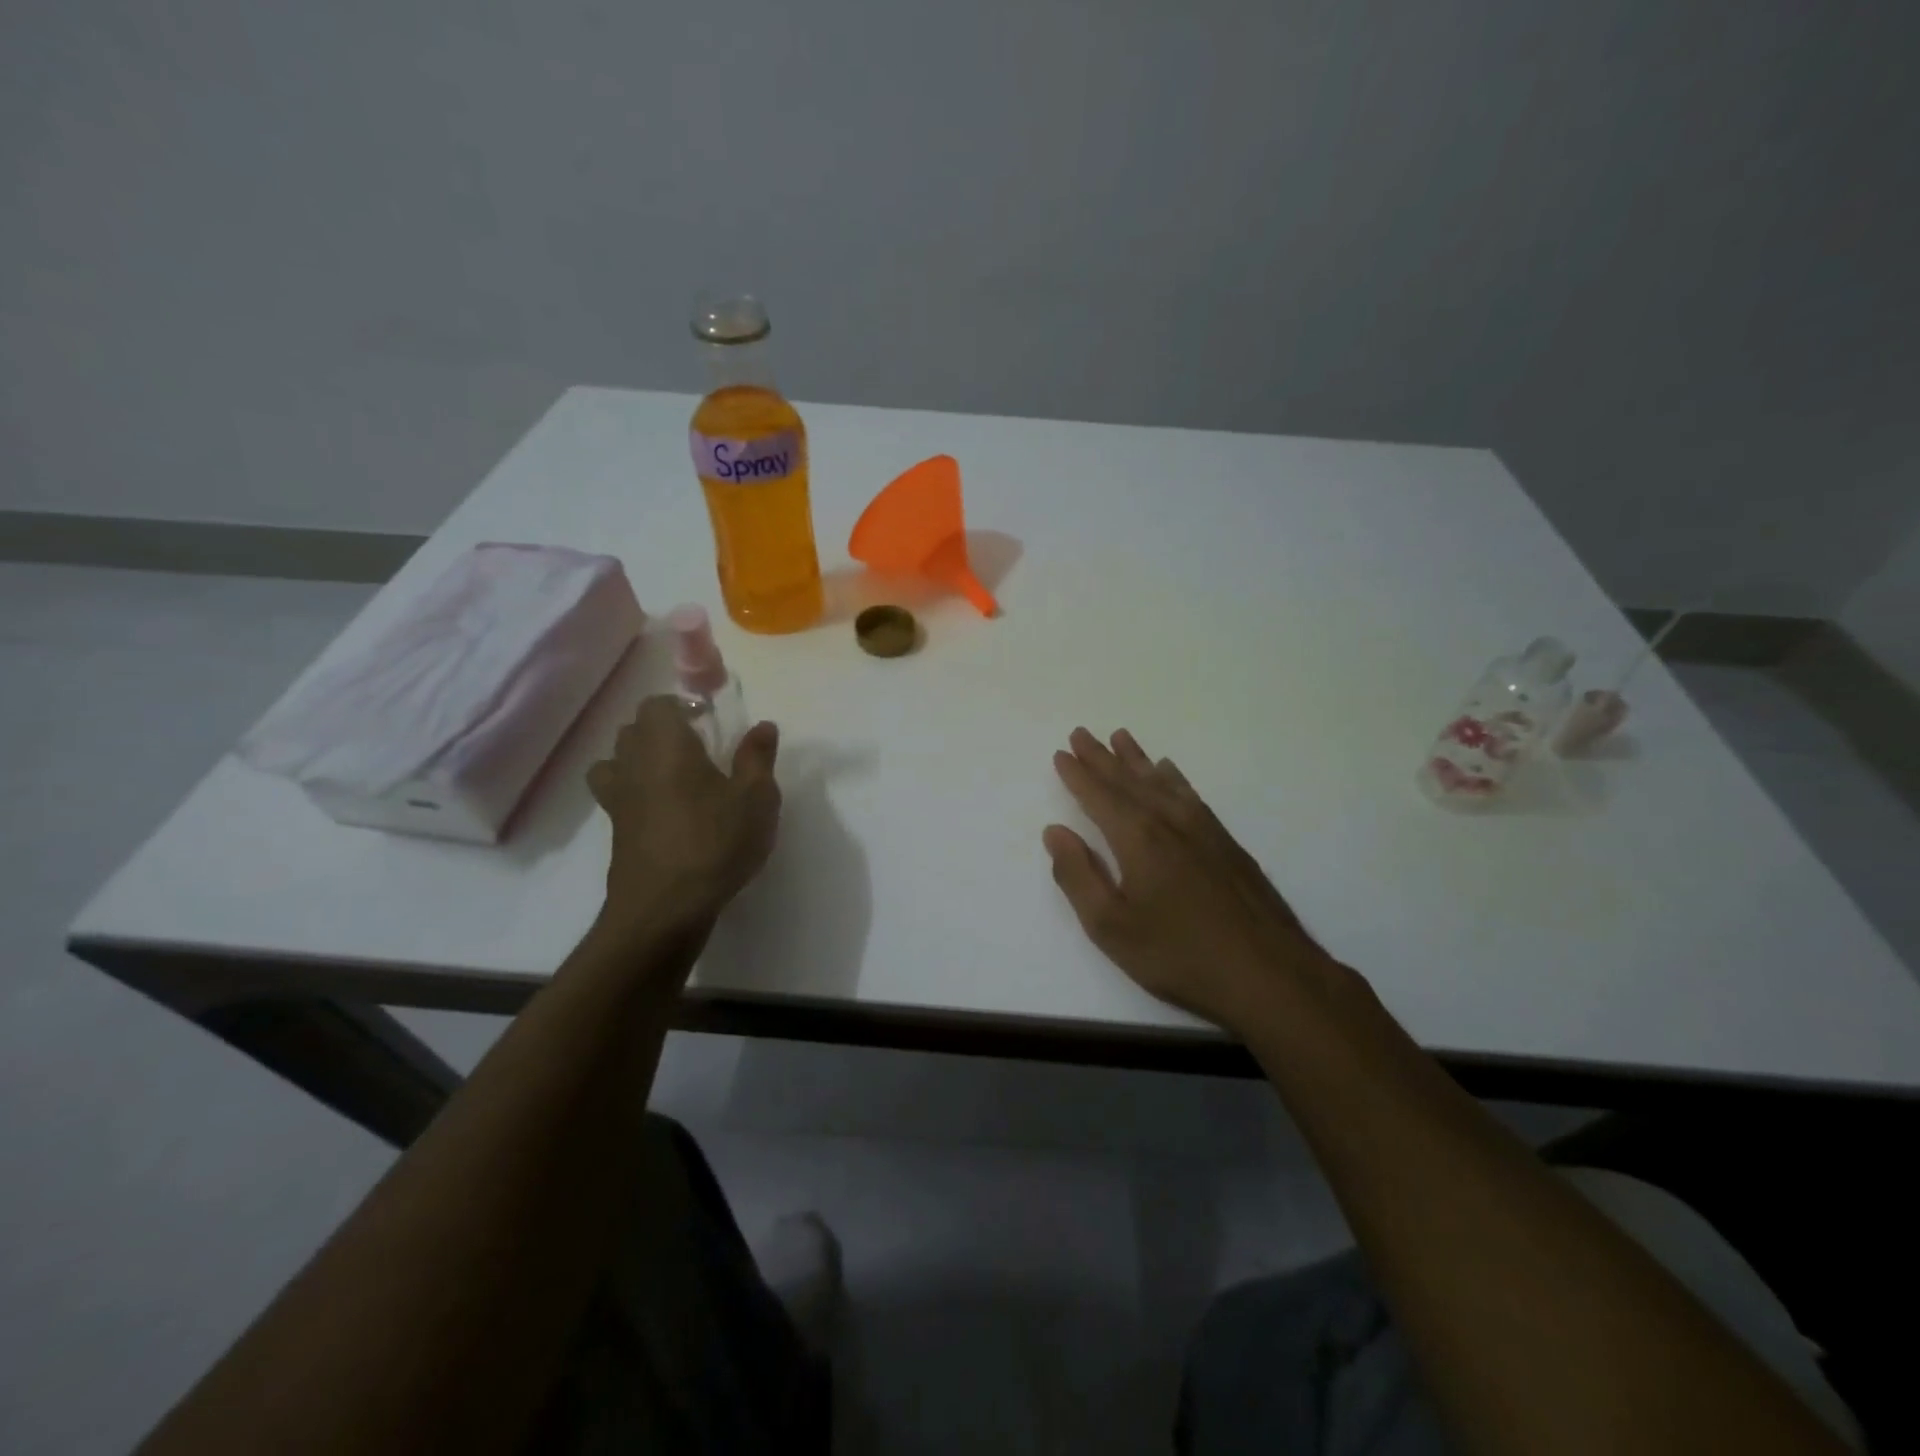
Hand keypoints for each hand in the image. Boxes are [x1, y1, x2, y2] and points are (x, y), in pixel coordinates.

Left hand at [586, 697, 781, 935]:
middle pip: (634, 729)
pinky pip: (617, 794)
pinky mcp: (615, 830)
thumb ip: (757, 757)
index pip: (658, 705)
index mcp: (666, 744)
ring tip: (674, 776)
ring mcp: (617, 798)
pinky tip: (665, 811)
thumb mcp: (756, 797)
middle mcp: (633, 762)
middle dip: (662, 730)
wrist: (665, 906)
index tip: (708, 722)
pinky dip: (635, 792)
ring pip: (617, 761)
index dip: (681, 707)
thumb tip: (763, 726)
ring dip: (640, 759)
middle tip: (699, 748)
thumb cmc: (715, 841)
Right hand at [1043, 727, 1330, 1035]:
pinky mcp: (1226, 842)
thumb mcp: (1111, 927)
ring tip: (1120, 737)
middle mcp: (1169, 821)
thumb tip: (1055, 832)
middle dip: (1101, 757)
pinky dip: (1173, 777)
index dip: (1077, 775)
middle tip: (1081, 733)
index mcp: (1137, 838)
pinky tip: (1170, 772)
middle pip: (1128, 781)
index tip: (1061, 754)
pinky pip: (1190, 794)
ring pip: (1161, 781)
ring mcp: (1203, 829)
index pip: (1098, 796)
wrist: (1268, 973)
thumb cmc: (1178, 954)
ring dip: (1136, 759)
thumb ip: (1078, 876)